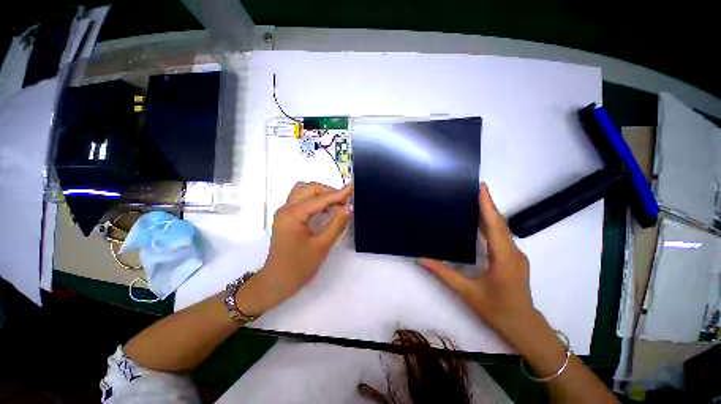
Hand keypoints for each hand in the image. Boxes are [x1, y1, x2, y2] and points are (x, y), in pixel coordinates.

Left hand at [251, 182, 353, 310]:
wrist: (277, 282)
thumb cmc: (299, 267)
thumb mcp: (322, 245)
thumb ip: (337, 224)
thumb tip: (349, 207)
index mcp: (293, 214)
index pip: (320, 199)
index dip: (338, 194)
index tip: (352, 187)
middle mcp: (286, 208)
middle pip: (309, 189)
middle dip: (329, 192)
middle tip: (345, 202)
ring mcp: (284, 212)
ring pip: (304, 192)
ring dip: (321, 194)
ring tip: (336, 204)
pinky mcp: (286, 217)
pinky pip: (301, 200)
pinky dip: (315, 200)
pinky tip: (325, 209)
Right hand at [418, 183, 534, 341]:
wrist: (523, 327)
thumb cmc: (496, 310)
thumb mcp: (467, 292)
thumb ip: (443, 273)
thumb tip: (421, 259)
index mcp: (503, 257)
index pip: (494, 225)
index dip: (487, 205)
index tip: (481, 187)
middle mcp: (513, 252)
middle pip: (499, 223)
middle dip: (488, 204)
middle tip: (473, 190)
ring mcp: (516, 255)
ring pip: (502, 229)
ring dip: (490, 214)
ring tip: (475, 201)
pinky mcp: (514, 259)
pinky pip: (502, 236)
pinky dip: (492, 225)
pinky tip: (482, 223)